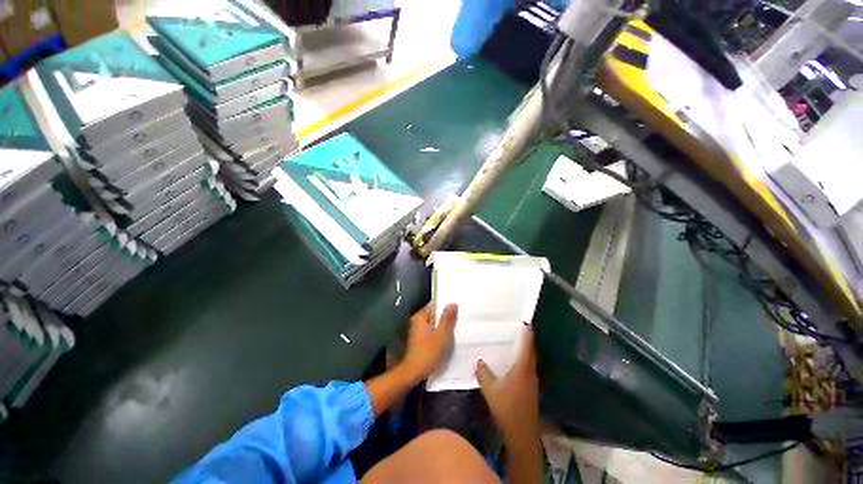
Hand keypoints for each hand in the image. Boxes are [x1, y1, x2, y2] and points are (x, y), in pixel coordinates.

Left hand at [400, 304, 457, 381]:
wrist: (413, 373)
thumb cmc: (428, 352)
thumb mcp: (442, 335)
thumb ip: (447, 319)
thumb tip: (453, 303)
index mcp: (420, 317)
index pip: (434, 305)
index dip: (446, 306)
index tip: (458, 307)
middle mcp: (417, 322)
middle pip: (434, 315)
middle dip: (446, 317)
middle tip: (460, 318)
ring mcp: (417, 332)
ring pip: (434, 324)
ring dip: (443, 327)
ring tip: (457, 328)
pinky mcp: (420, 341)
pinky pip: (432, 332)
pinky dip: (439, 334)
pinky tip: (448, 338)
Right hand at [475, 325, 539, 441]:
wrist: (522, 433)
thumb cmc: (507, 408)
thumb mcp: (491, 390)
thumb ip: (484, 373)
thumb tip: (479, 361)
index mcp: (522, 368)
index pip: (527, 346)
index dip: (527, 334)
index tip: (526, 322)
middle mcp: (530, 372)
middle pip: (530, 352)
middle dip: (526, 340)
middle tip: (518, 329)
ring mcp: (532, 381)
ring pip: (529, 361)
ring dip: (525, 351)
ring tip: (514, 342)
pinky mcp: (531, 389)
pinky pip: (527, 368)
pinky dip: (522, 361)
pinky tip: (513, 363)